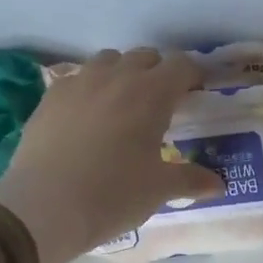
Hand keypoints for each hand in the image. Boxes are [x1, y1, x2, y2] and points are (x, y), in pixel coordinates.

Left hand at [0, 48, 221, 262]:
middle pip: (145, 57)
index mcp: (152, 94)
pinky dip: (91, 88)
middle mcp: (116, 78)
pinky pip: (78, 78)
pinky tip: (90, 115)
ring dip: (123, 73)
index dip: (194, 75)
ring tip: (125, 104)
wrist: (45, 206)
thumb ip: (191, 180)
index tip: (198, 93)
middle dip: (159, 72)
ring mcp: (79, 83)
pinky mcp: (50, 97)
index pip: (181, 66)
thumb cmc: (114, 194)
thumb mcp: (160, 189)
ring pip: (108, 60)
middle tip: (164, 103)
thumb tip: (218, 184)